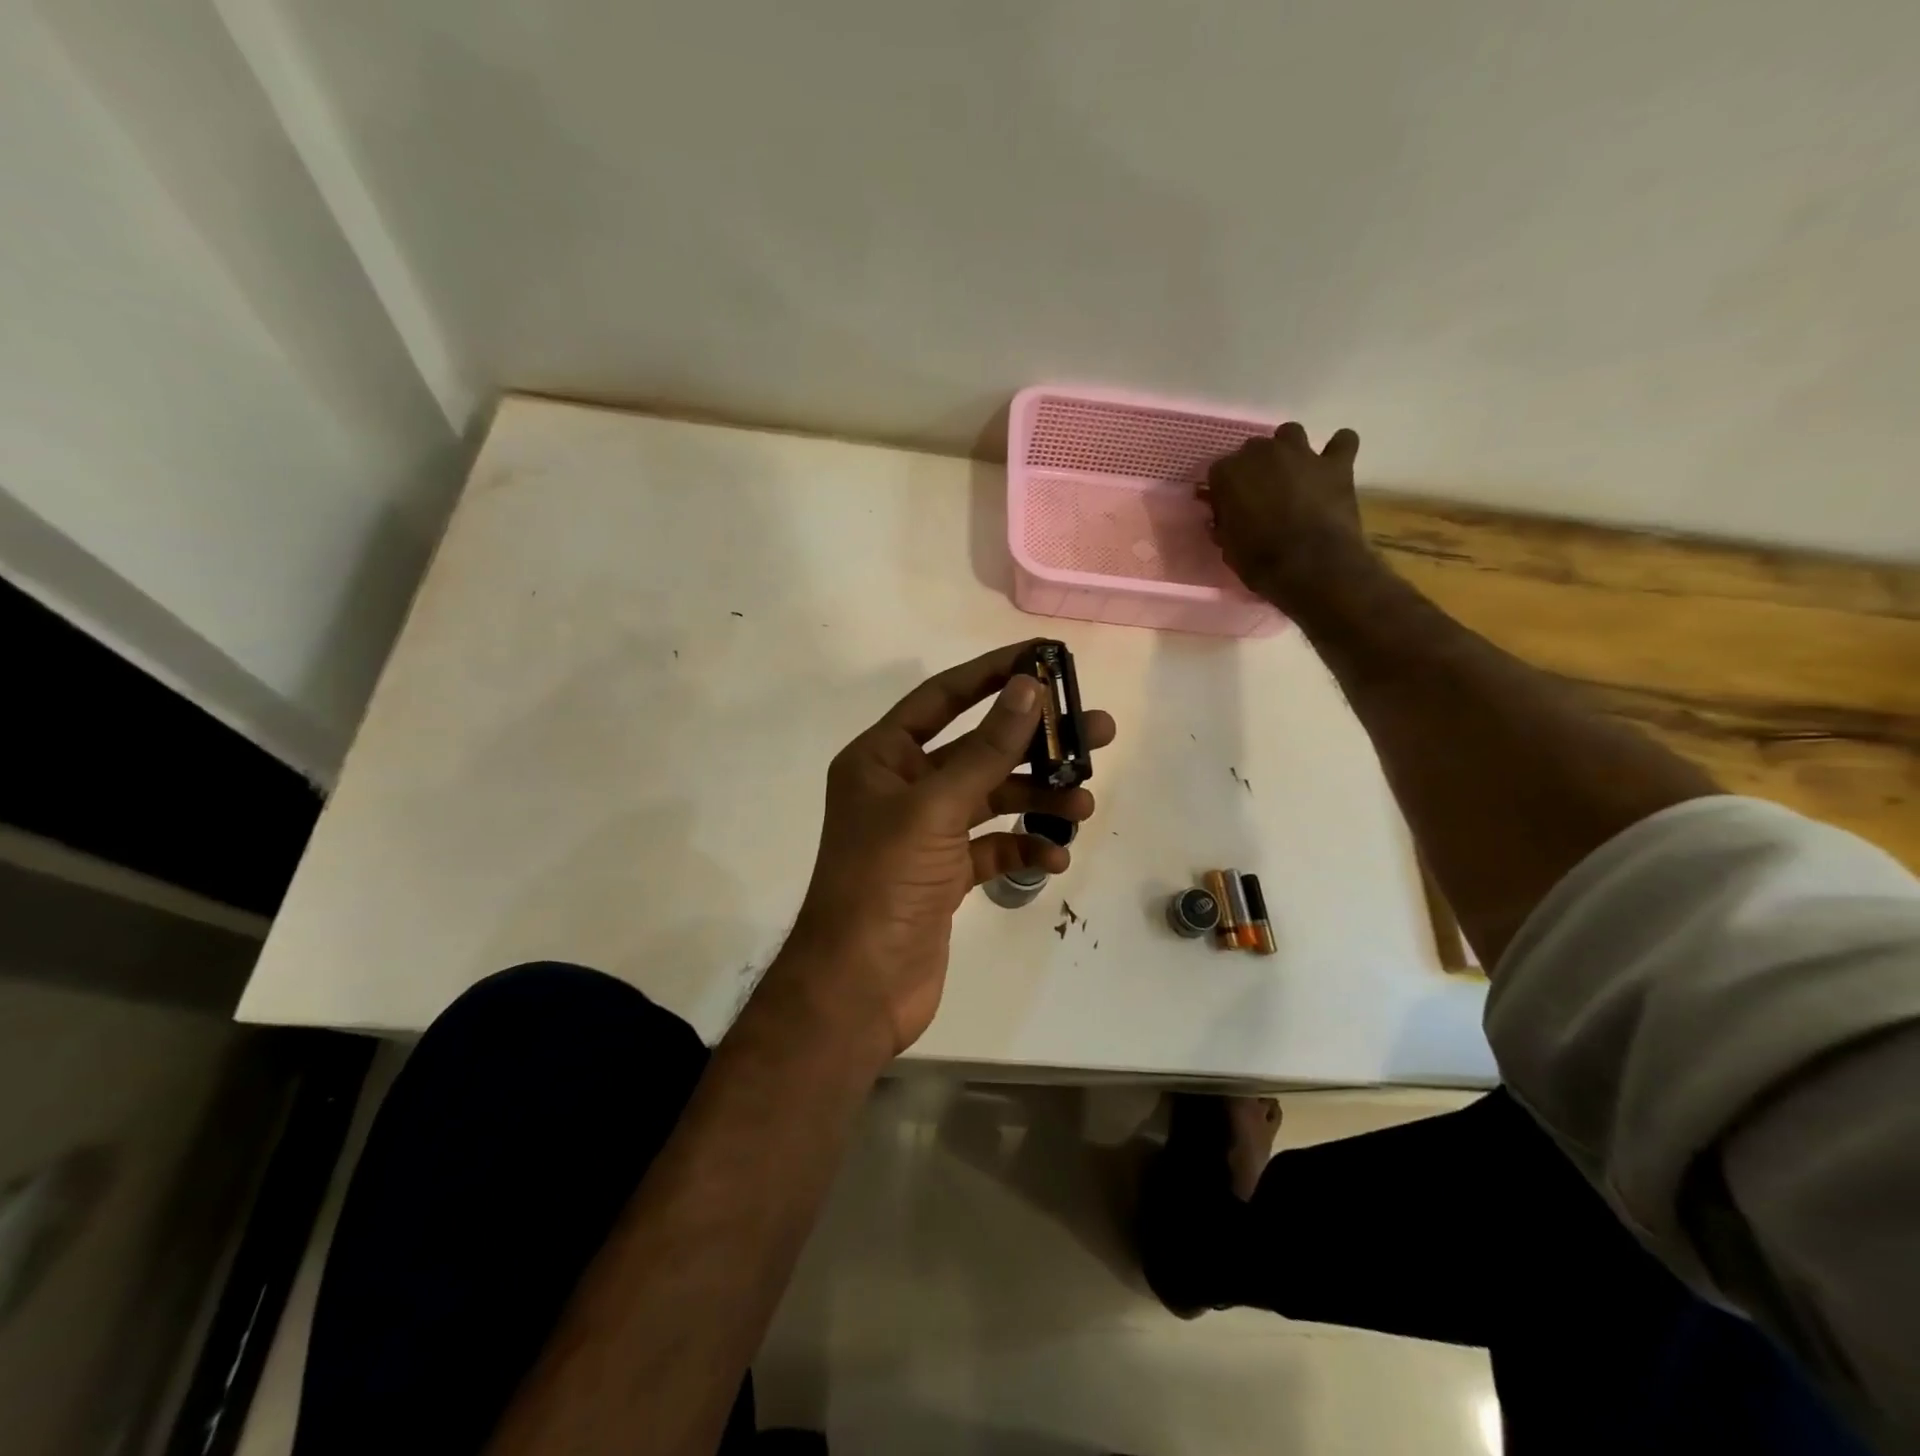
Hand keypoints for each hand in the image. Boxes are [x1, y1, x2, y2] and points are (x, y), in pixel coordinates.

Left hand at [781, 641, 1116, 1058]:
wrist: (858, 988)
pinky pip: (992, 847)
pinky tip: (1053, 857)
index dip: (992, 674)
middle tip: (1095, 733)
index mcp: (881, 759)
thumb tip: (1029, 688)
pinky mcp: (943, 875)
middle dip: (1034, 743)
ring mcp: (924, 834)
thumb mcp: (936, 807)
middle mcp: (902, 789)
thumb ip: (986, 749)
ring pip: (991, 800)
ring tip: (1082, 804)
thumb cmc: (884, 882)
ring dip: (1037, 800)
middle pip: (978, 750)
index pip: (942, 698)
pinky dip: (1023, 847)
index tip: (1043, 658)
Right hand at [1200, 423, 1370, 609]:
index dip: (1224, 490)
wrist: (1311, 565)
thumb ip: (1224, 525)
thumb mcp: (1229, 548)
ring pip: (1290, 433)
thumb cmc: (1260, 560)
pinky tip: (1333, 465)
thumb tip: (1222, 518)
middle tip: (1260, 493)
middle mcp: (1263, 453)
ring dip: (1289, 449)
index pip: (1218, 471)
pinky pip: (1342, 441)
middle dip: (1254, 468)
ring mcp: (1302, 453)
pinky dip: (1338, 449)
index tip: (1228, 507)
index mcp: (1229, 473)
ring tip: (1292, 473)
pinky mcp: (1336, 463)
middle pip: (1253, 449)